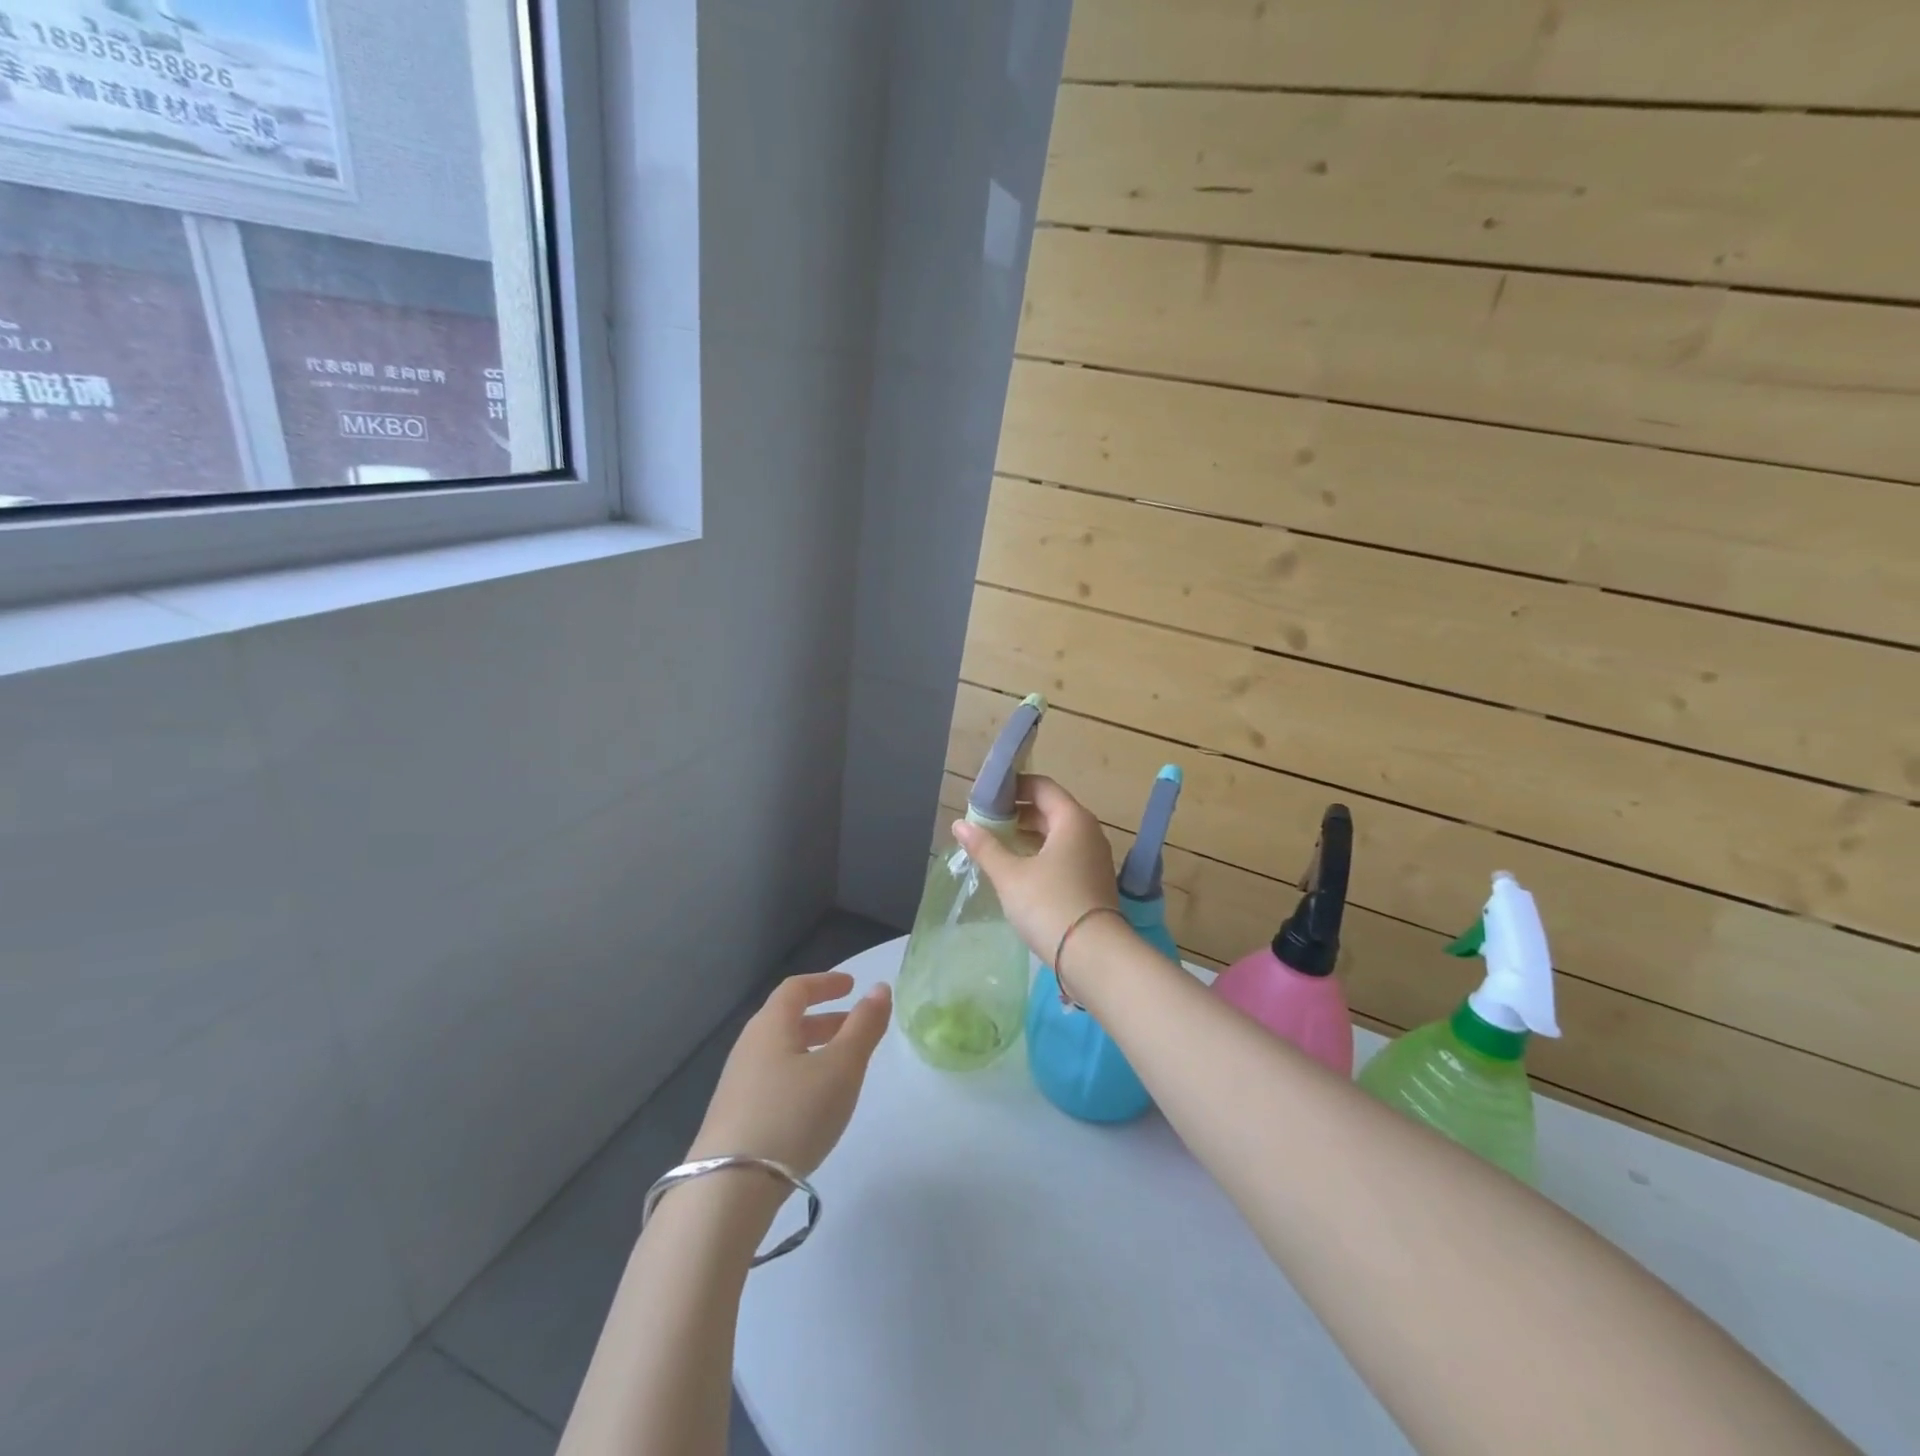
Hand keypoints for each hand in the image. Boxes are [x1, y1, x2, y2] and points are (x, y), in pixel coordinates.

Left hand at [688, 971, 890, 1177]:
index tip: (851, 985)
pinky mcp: (733, 1118)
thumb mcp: (842, 1068)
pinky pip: (772, 1079)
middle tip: (853, 1026)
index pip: (796, 988)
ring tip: (840, 1068)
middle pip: (786, 1019)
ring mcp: (736, 1084)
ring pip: (780, 1052)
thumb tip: (880, 988)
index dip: (825, 982)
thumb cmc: (793, 1114)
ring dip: (811, 1049)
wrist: (728, 1189)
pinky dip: (798, 1075)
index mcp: (771, 1025)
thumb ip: (864, 1026)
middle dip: (823, 1019)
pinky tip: (812, 1105)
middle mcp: (749, 1046)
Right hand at [953, 774, 1118, 972]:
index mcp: (1072, 819)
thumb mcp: (1010, 875)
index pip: (1042, 786)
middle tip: (985, 821)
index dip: (1013, 786)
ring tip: (996, 843)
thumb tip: (959, 824)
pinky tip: (1018, 868)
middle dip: (1017, 812)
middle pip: (1050, 809)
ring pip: (1057, 834)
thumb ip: (985, 847)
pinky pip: (1064, 854)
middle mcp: (1088, 832)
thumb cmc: (1049, 904)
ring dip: (1028, 834)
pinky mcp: (1093, 881)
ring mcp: (1094, 858)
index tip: (986, 796)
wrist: (1094, 956)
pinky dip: (1041, 853)